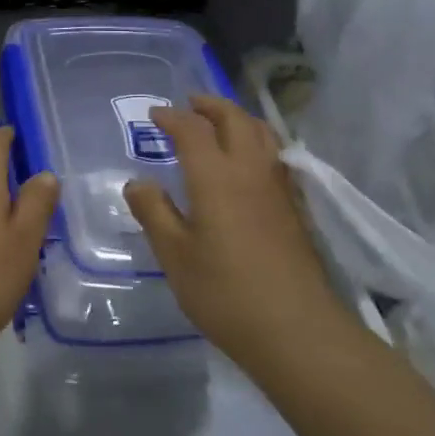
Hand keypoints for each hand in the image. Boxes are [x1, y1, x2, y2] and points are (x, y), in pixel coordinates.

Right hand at [124, 96, 341, 376]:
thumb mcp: (175, 256)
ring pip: (262, 133)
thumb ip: (154, 213)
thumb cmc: (226, 293)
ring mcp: (278, 187)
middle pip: (234, 119)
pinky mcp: (294, 207)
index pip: (192, 130)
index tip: (154, 114)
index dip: (172, 117)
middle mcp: (250, 170)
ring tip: (220, 123)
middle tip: (190, 104)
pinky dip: (257, 140)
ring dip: (238, 118)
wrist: (298, 331)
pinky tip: (249, 161)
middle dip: (210, 106)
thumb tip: (136, 182)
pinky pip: (275, 154)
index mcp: (216, 176)